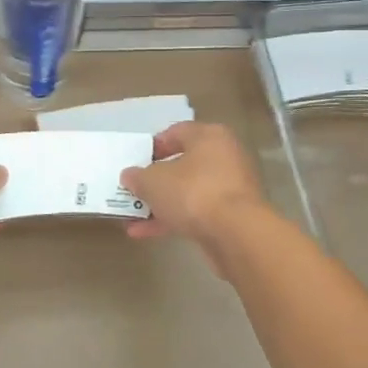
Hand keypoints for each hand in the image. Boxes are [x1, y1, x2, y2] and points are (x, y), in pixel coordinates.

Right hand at [120, 122, 273, 269]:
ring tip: (132, 218)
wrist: (236, 234)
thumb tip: (130, 176)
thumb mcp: (154, 181)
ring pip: (188, 192)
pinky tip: (144, 233)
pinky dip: (173, 219)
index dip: (153, 146)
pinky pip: (196, 212)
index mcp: (209, 136)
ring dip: (161, 204)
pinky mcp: (232, 216)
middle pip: (183, 164)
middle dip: (155, 180)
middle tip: (134, 190)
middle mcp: (224, 156)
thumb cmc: (193, 192)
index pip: (177, 132)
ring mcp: (230, 188)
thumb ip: (138, 177)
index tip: (135, 161)